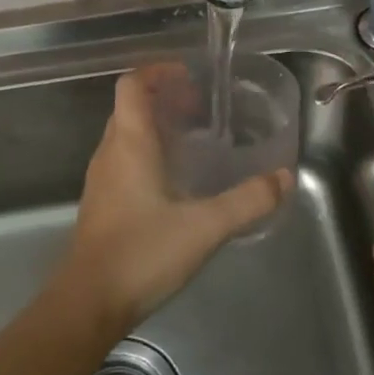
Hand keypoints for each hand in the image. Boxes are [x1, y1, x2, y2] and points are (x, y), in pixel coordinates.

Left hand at [58, 68, 292, 328]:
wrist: (88, 303)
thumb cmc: (142, 253)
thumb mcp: (205, 226)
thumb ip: (248, 201)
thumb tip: (285, 177)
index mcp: (129, 144)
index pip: (132, 85)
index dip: (157, 71)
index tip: (188, 75)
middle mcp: (110, 153)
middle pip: (129, 107)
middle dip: (162, 98)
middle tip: (200, 108)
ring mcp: (102, 180)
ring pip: (125, 135)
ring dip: (155, 127)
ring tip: (193, 140)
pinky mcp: (102, 205)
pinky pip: (123, 161)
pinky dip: (148, 154)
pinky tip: (175, 181)